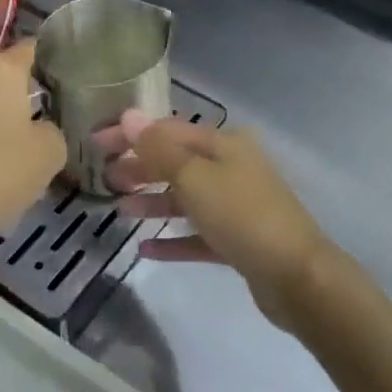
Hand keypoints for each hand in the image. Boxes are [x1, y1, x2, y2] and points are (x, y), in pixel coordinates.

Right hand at [99, 110, 332, 329]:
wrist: (296, 276)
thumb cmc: (242, 216)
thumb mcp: (195, 178)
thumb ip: (159, 149)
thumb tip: (130, 115)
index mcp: (224, 145)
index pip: (168, 130)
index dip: (132, 134)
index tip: (95, 142)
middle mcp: (232, 169)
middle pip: (178, 162)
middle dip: (141, 168)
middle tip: (106, 178)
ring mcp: (237, 206)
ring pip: (187, 198)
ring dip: (154, 202)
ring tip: (121, 211)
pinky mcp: (238, 241)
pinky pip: (197, 234)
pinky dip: (173, 238)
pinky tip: (145, 249)